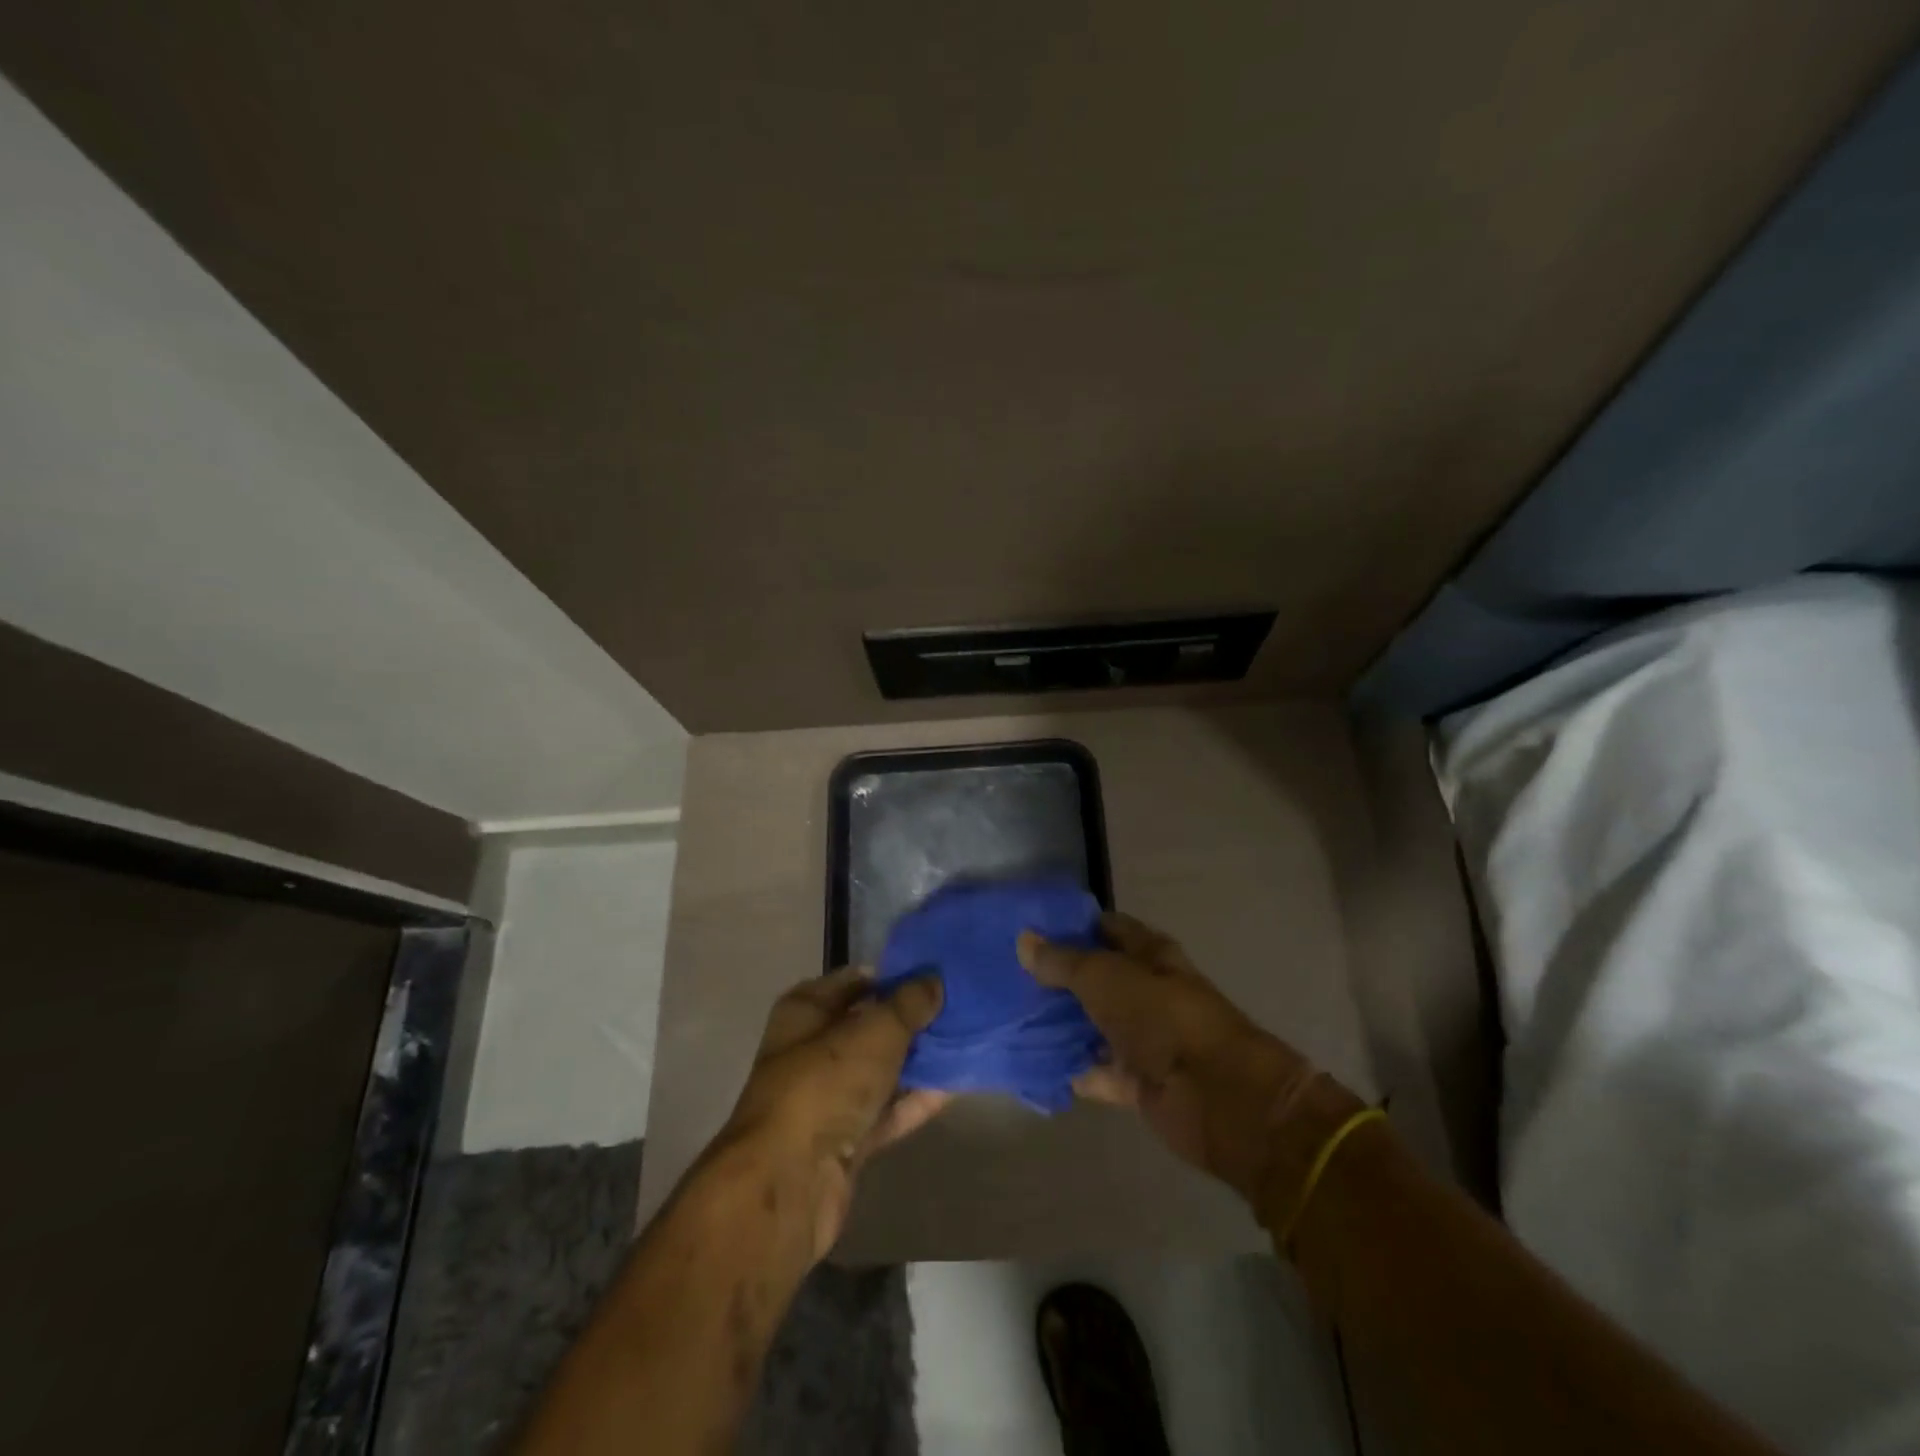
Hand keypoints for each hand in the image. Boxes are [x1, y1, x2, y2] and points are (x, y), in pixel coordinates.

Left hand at [718, 967, 949, 1259]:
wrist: (790, 1182)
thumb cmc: (826, 1083)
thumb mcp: (876, 1030)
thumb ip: (910, 1002)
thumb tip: (934, 980)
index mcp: (806, 1010)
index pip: (856, 980)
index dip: (894, 974)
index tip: (937, 973)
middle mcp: (812, 1049)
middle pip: (870, 1025)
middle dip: (912, 1018)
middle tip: (960, 1007)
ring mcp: (828, 1098)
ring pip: (882, 1070)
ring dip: (919, 1060)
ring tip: (966, 1041)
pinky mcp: (845, 1141)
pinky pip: (888, 1110)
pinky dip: (917, 1099)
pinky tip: (955, 1086)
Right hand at [1018, 911, 1314, 1202]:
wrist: (1214, 1095)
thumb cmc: (1160, 1017)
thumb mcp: (1103, 977)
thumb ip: (1062, 961)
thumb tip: (1024, 939)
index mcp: (1150, 954)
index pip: (1107, 928)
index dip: (1072, 926)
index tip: (1030, 930)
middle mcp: (1149, 991)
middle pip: (1100, 978)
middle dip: (1061, 978)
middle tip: (1011, 977)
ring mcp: (1146, 1038)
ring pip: (1098, 1025)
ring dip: (1065, 1025)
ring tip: (1015, 1018)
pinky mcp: (1141, 1081)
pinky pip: (1101, 1072)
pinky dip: (1077, 1071)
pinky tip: (1038, 1065)